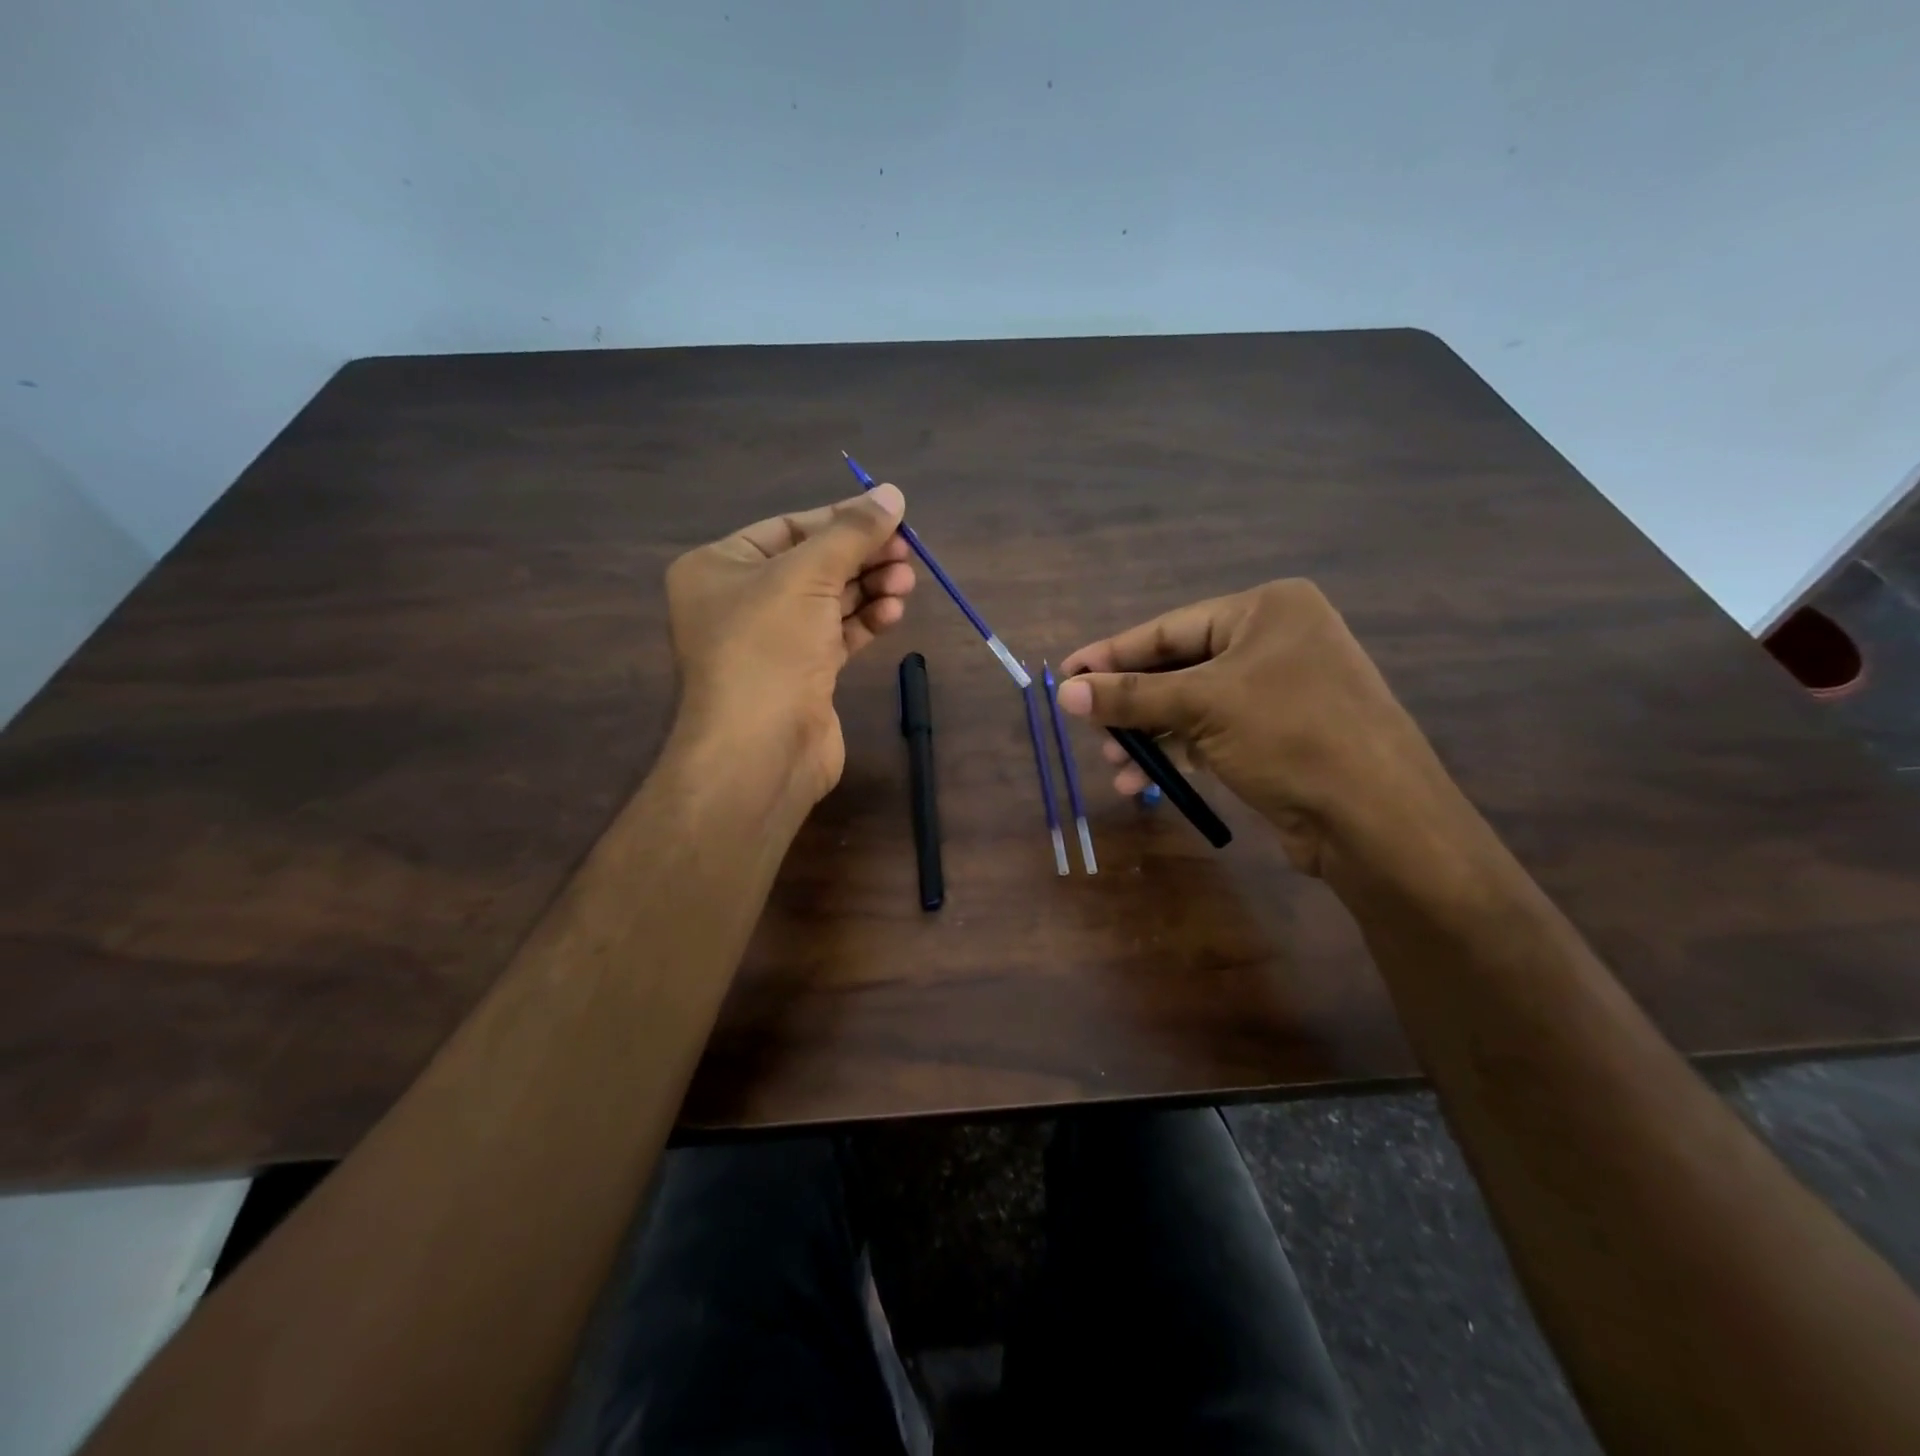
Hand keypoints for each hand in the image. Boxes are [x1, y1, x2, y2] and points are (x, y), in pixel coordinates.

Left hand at [666, 484, 914, 804]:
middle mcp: (740, 602)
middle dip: (861, 557)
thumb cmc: (768, 647)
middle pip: (813, 564)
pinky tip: (894, 612)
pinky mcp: (801, 675)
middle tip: (907, 552)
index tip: (890, 515)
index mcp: (719, 567)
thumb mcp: (808, 575)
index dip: (840, 519)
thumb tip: (892, 493)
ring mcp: (771, 642)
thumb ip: (852, 532)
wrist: (760, 750)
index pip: (788, 528)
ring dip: (870, 588)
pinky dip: (865, 621)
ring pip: (829, 602)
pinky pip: (837, 635)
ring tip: (906, 582)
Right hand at [1057, 579, 1468, 881]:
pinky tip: (1141, 781)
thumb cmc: (1290, 736)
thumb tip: (1063, 691)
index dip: (1112, 654)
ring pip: (1193, 706)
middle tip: (1087, 728)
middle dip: (1131, 705)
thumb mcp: (1202, 707)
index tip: (1065, 673)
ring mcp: (1281, 690)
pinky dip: (1177, 753)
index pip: (1169, 629)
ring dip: (1149, 735)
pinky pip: (1212, 733)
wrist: (1376, 819)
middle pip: (1179, 668)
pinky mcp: (1280, 735)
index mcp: (1266, 610)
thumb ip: (1130, 697)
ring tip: (1113, 766)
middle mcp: (1276, 641)